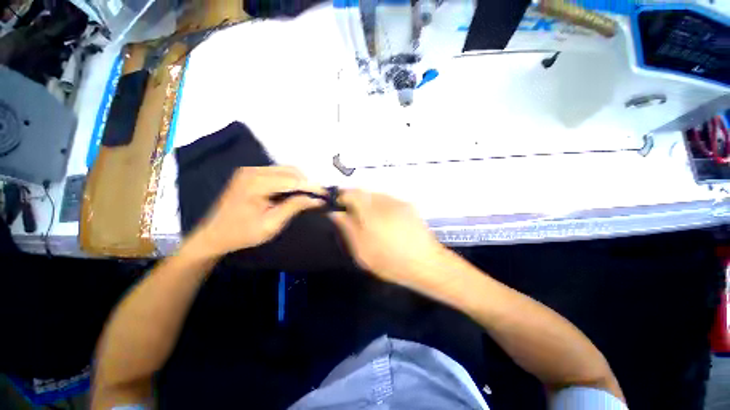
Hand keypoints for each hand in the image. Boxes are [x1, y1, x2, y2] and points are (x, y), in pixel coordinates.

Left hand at [184, 166, 324, 258]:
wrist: (213, 235)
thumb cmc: (242, 233)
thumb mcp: (271, 224)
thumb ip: (294, 207)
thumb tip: (316, 200)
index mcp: (255, 183)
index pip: (292, 180)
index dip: (311, 187)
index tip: (326, 194)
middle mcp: (253, 171)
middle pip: (290, 171)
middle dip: (307, 183)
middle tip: (318, 196)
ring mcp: (250, 170)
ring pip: (285, 170)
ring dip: (299, 181)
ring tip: (309, 195)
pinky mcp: (250, 174)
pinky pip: (277, 173)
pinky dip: (290, 181)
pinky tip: (295, 192)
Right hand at [330, 190, 447, 290]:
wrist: (426, 264)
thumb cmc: (390, 261)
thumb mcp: (362, 249)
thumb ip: (347, 228)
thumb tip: (336, 212)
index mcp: (370, 211)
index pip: (351, 193)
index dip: (341, 197)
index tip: (338, 206)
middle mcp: (384, 201)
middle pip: (364, 192)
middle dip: (355, 201)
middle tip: (353, 217)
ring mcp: (398, 202)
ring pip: (376, 196)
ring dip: (369, 204)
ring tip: (370, 222)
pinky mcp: (408, 206)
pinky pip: (388, 201)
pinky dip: (381, 207)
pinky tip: (386, 223)